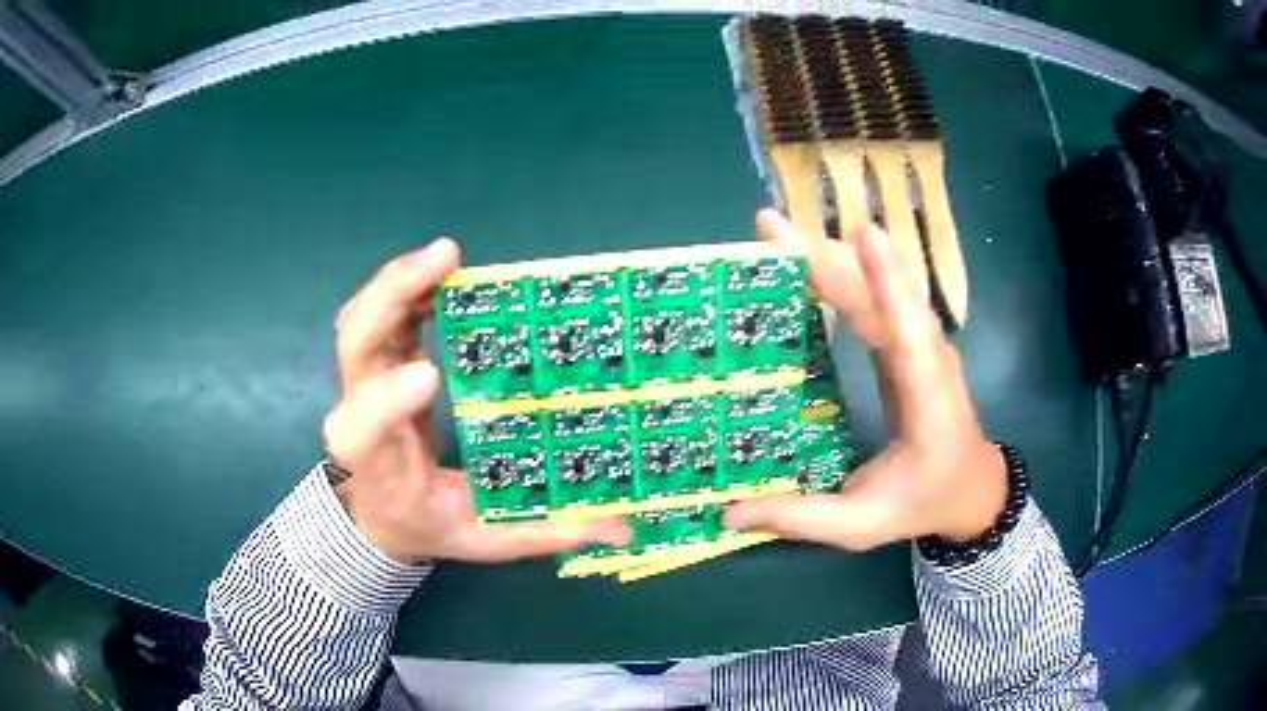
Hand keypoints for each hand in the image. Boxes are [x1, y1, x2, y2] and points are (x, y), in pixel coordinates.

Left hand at [323, 238, 630, 564]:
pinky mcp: (378, 362)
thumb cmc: (428, 526)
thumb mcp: (486, 540)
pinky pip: (378, 313)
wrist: (380, 513)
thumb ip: (548, 534)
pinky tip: (441, 269)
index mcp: (383, 468)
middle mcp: (358, 418)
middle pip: (355, 347)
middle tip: (444, 261)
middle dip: (391, 298)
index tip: (431, 373)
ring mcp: (362, 382)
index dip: (387, 400)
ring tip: (448, 254)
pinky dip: (405, 285)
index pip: (365, 431)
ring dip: (399, 280)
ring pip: (359, 319)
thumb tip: (625, 528)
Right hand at [724, 210, 1005, 549]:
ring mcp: (919, 345)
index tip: (863, 234)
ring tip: (775, 233)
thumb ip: (801, 519)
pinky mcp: (906, 343)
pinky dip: (838, 276)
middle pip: (882, 295)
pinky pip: (873, 300)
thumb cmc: (923, 502)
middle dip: (828, 256)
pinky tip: (805, 261)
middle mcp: (928, 359)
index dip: (888, 282)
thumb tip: (728, 514)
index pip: (910, 335)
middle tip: (770, 227)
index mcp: (928, 402)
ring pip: (876, 288)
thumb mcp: (860, 526)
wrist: (971, 488)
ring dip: (828, 256)